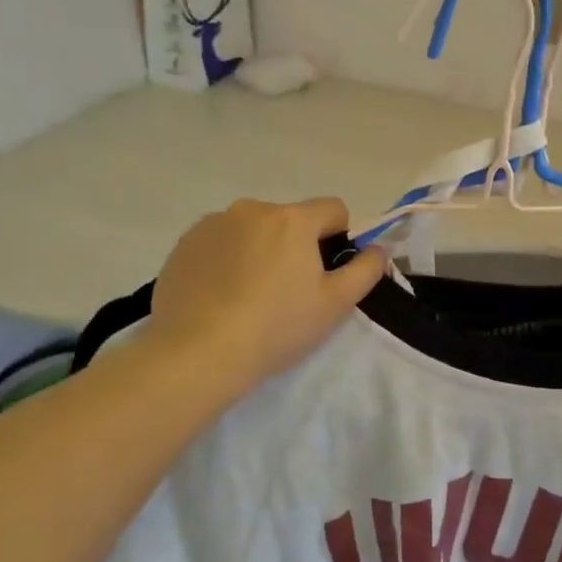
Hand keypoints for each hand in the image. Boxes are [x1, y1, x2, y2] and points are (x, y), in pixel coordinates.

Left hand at [143, 198, 387, 394]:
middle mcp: (252, 209)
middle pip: (289, 220)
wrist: (197, 352)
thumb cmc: (276, 327)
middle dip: (295, 246)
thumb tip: (377, 249)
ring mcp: (213, 224)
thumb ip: (366, 269)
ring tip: (248, 297)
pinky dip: (225, 260)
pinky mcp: (184, 244)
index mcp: (292, 218)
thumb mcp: (335, 304)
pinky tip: (219, 297)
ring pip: (252, 230)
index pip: (333, 209)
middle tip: (287, 293)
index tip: (326, 274)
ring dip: (258, 250)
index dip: (339, 239)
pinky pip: (218, 243)